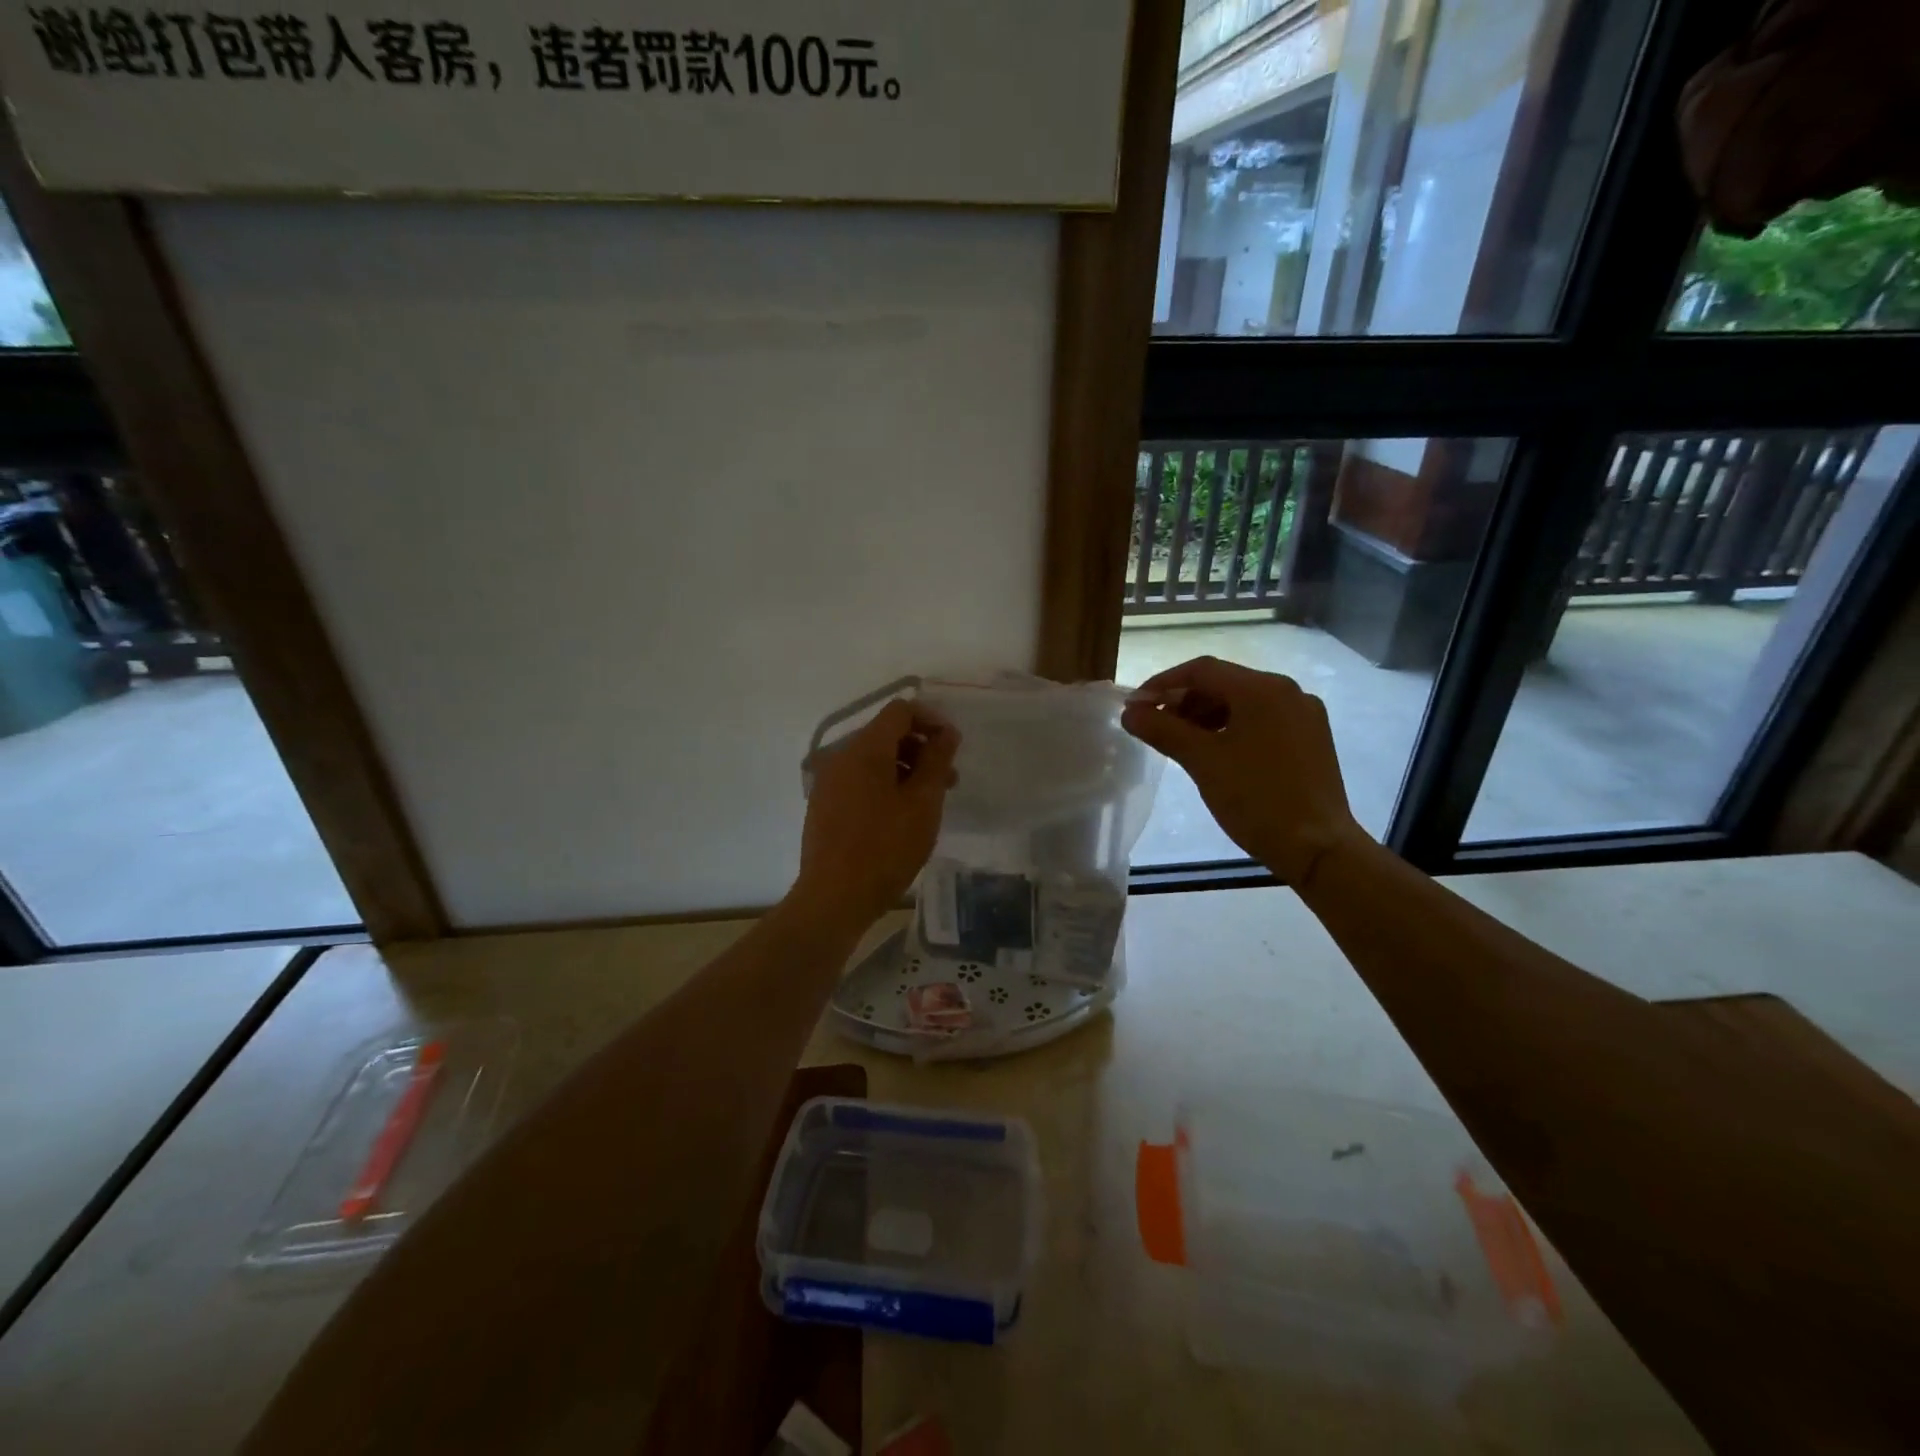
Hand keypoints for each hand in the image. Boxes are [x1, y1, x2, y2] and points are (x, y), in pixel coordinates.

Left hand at [793, 699, 958, 931]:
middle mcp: (841, 756)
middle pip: (886, 734)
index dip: (931, 720)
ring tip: (930, 801)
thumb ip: (937, 760)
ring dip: (906, 769)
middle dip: (921, 748)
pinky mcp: (825, 804)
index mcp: (864, 749)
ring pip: (874, 759)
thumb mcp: (923, 803)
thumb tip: (946, 732)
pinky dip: (885, 784)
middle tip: (948, 780)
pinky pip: (860, 780)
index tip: (953, 747)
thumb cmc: (885, 848)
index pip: (900, 711)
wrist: (834, 898)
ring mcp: (829, 781)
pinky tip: (902, 815)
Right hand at [1121, 656, 1363, 885]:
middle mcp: (1288, 692)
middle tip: (1153, 726)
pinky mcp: (1310, 740)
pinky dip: (1230, 729)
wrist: (1316, 848)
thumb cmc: (1256, 798)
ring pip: (1242, 703)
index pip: (1202, 670)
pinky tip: (1213, 753)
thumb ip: (1162, 729)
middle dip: (1183, 702)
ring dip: (1205, 716)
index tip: (1135, 707)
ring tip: (1179, 742)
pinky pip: (1260, 721)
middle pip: (1223, 684)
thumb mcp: (1202, 761)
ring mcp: (1303, 716)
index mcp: (1263, 689)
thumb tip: (1130, 712)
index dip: (1162, 684)